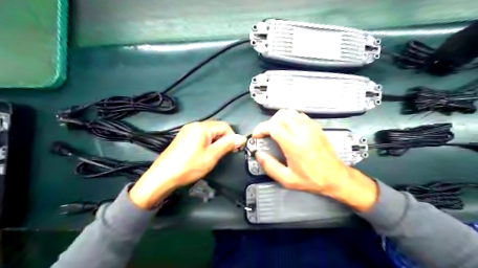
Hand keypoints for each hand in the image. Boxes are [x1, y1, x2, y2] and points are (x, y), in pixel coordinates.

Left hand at [130, 120, 246, 209]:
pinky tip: (203, 154)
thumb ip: (227, 145)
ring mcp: (187, 131)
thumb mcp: (211, 156)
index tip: (234, 150)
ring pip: (209, 133)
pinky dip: (206, 143)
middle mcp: (194, 125)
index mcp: (202, 127)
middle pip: (216, 128)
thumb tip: (242, 138)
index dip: (232, 137)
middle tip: (224, 154)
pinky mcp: (183, 138)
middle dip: (224, 140)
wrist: (163, 176)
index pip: (225, 126)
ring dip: (215, 142)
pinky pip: (200, 137)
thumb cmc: (189, 166)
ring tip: (214, 156)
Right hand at [252, 109, 379, 211]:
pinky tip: (290, 129)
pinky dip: (291, 118)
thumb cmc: (311, 179)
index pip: (273, 126)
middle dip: (269, 123)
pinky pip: (300, 115)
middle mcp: (302, 131)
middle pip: (280, 116)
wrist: (335, 177)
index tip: (256, 135)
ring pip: (290, 112)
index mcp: (293, 144)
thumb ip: (270, 166)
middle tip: (266, 134)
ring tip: (277, 130)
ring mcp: (310, 127)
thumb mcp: (287, 179)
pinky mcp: (316, 127)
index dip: (261, 128)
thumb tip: (258, 154)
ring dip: (280, 119)